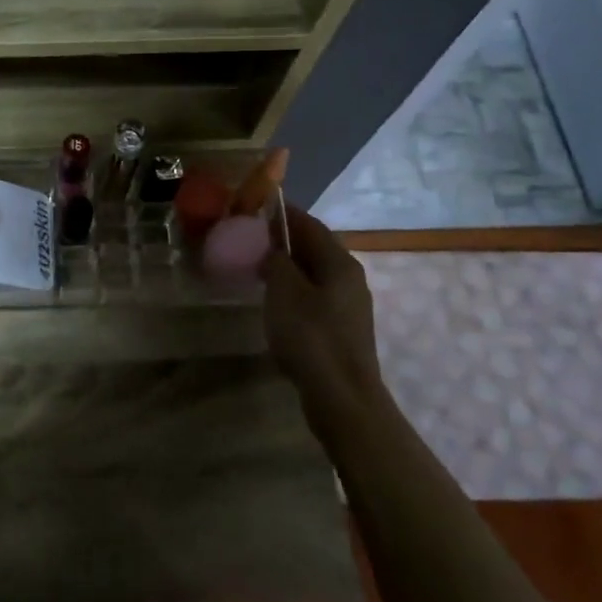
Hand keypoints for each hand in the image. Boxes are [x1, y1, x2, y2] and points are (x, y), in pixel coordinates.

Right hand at [262, 206, 384, 417]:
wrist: (341, 396)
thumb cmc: (310, 336)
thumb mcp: (284, 291)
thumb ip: (277, 261)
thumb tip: (275, 248)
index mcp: (339, 262)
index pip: (310, 224)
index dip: (284, 213)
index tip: (257, 205)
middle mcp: (350, 277)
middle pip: (315, 247)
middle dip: (284, 239)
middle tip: (251, 237)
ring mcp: (349, 304)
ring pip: (315, 273)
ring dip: (288, 266)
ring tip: (257, 266)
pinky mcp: (342, 328)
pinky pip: (315, 295)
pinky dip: (294, 288)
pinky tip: (275, 300)